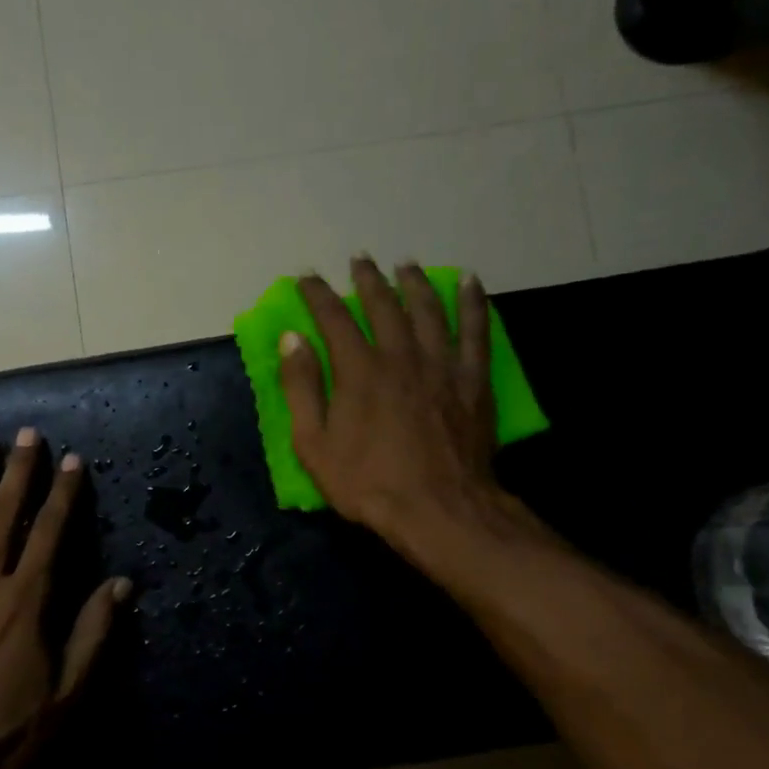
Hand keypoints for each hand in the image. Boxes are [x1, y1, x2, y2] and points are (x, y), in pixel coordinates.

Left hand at [0, 428, 129, 768]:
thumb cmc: (9, 737)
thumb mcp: (69, 695)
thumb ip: (95, 634)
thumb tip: (121, 583)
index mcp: (25, 603)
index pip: (49, 533)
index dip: (63, 494)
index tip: (72, 461)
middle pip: (3, 515)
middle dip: (17, 472)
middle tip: (26, 435)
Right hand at [280, 257, 506, 559]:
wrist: (437, 508)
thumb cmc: (367, 482)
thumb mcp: (314, 444)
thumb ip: (301, 388)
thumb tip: (292, 339)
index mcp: (358, 370)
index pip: (333, 318)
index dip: (317, 295)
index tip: (307, 278)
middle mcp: (400, 355)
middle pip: (383, 305)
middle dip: (367, 279)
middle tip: (359, 260)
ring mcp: (441, 364)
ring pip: (428, 309)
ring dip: (414, 282)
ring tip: (405, 265)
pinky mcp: (472, 380)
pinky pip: (475, 330)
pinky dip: (472, 302)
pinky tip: (468, 282)